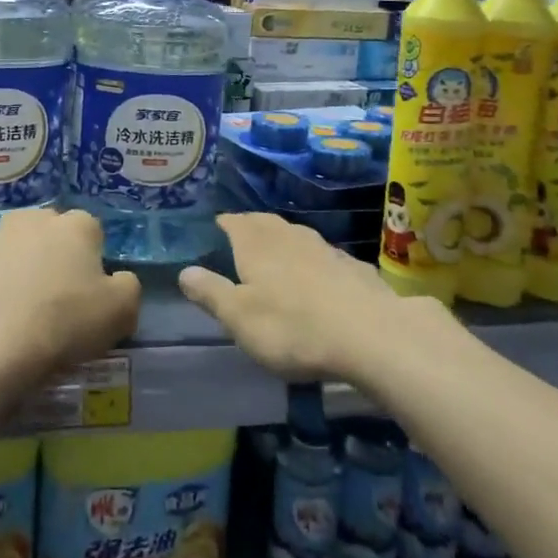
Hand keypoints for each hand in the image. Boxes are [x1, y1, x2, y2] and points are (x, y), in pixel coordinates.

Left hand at [0, 209, 140, 379]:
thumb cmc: (66, 322)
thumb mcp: (122, 310)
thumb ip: (128, 286)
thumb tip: (117, 281)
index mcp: (76, 224)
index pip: (92, 233)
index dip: (93, 262)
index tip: (90, 293)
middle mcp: (34, 219)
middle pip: (52, 233)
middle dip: (56, 255)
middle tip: (58, 298)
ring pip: (18, 248)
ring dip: (23, 267)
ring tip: (23, 310)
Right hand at [181, 213, 443, 382]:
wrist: (372, 335)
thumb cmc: (293, 327)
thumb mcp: (239, 317)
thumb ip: (211, 292)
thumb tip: (185, 271)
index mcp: (257, 244)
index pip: (234, 222)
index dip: (223, 224)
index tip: (215, 228)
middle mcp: (290, 236)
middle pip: (266, 223)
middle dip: (251, 228)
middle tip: (241, 237)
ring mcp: (325, 248)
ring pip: (297, 236)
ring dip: (283, 241)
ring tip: (275, 254)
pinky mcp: (353, 266)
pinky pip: (324, 256)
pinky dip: (313, 261)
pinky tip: (317, 278)